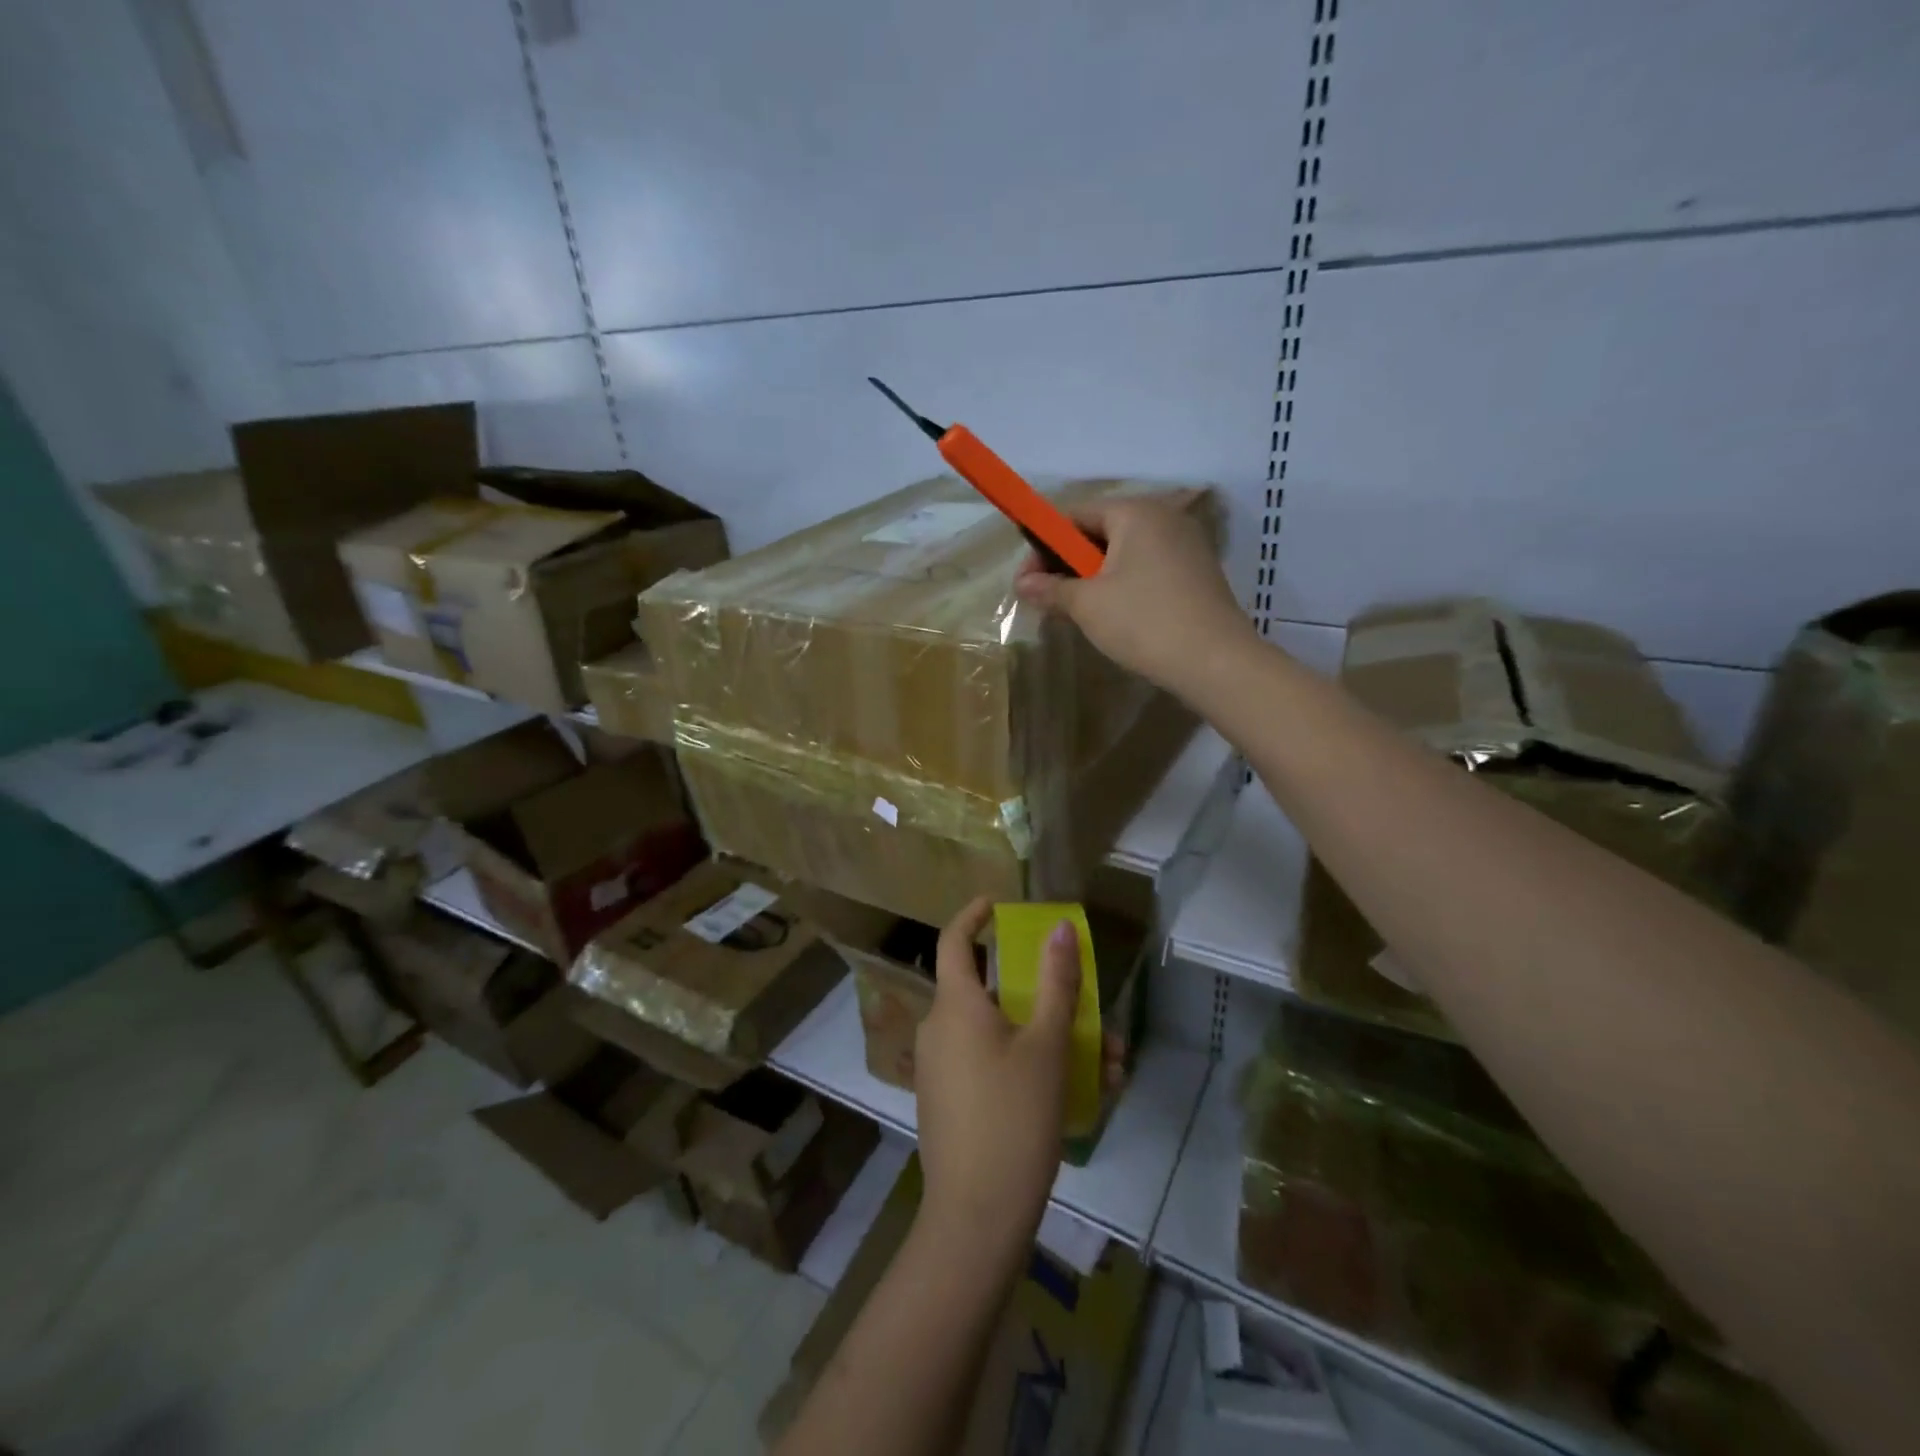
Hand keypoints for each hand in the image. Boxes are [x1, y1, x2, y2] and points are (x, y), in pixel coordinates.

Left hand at [913, 896, 1079, 1268]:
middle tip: (1090, 1011)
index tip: (997, 904)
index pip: (954, 940)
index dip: (973, 916)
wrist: (976, 1217)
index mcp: (955, 1005)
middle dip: (1046, 998)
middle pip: (993, 994)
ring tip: (1106, 1065)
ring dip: (1050, 1038)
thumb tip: (1061, 928)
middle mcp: (940, 1028)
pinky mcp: (949, 1102)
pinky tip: (1079, 1094)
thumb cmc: (1013, 1116)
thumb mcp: (1048, 1046)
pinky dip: (1028, 1065)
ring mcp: (941, 1068)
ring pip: (1000, 1034)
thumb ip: (1057, 983)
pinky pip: (990, 1065)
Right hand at [1014, 495, 1256, 697]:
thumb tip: (1022, 584)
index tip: (1026, 579)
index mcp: (1135, 513)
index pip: (1075, 514)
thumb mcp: (1088, 605)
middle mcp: (1164, 517)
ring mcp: (1185, 545)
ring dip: (1093, 578)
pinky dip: (1122, 585)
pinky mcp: (1196, 573)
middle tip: (1047, 597)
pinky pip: (1146, 568)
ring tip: (1074, 610)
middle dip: (1068, 563)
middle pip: (1100, 531)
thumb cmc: (1144, 622)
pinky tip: (1111, 615)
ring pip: (1124, 553)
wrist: (1215, 662)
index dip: (1043, 545)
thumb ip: (1051, 589)